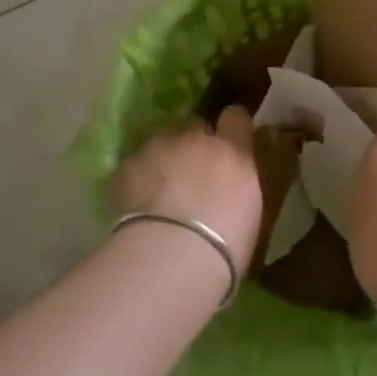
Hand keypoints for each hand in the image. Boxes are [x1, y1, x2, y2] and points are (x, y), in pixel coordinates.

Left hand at [111, 107, 262, 271]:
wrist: (173, 257)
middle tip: (189, 176)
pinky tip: (133, 205)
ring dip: (162, 160)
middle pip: (195, 126)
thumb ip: (236, 189)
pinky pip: (134, 164)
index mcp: (233, 153)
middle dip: (193, 145)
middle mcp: (198, 140)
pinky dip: (135, 178)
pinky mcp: (128, 164)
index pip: (236, 118)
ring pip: (161, 142)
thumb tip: (227, 189)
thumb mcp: (247, 215)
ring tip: (157, 192)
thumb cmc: (223, 248)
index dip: (230, 126)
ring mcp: (160, 147)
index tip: (228, 140)